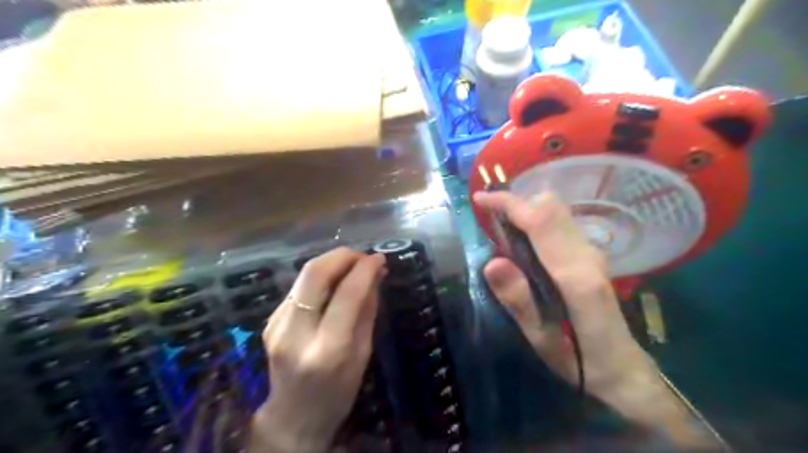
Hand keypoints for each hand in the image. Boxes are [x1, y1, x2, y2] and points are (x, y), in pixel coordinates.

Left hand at [249, 248, 383, 452]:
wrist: (292, 418)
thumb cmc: (338, 392)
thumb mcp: (363, 354)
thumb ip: (367, 310)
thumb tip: (375, 274)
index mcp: (327, 349)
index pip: (347, 294)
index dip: (365, 269)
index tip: (380, 258)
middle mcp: (296, 333)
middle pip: (315, 274)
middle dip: (342, 256)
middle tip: (363, 256)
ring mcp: (277, 325)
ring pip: (304, 276)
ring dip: (331, 262)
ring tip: (353, 265)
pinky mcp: (270, 321)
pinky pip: (299, 288)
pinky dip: (320, 278)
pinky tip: (334, 283)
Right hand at [475, 191, 648, 396]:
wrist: (624, 368)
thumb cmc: (581, 362)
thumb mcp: (542, 340)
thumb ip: (519, 301)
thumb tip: (492, 262)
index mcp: (575, 275)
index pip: (541, 220)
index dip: (508, 203)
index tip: (480, 198)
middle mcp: (587, 255)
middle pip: (551, 206)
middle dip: (516, 203)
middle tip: (488, 219)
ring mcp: (593, 252)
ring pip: (557, 211)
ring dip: (525, 210)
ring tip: (501, 230)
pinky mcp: (592, 255)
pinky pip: (560, 223)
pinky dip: (536, 220)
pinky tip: (522, 242)